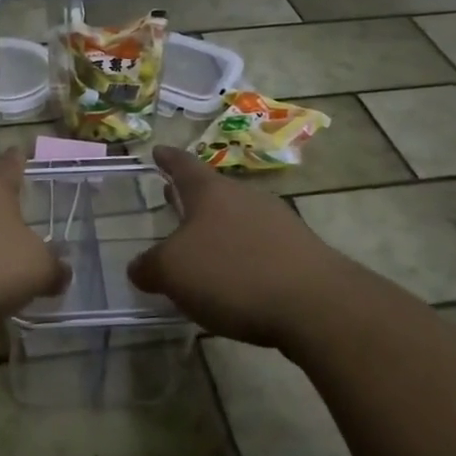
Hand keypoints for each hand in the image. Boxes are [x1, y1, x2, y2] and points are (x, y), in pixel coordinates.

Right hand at [128, 146, 363, 348]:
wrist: (316, 305)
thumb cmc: (232, 273)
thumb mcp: (173, 272)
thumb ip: (150, 267)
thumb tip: (139, 268)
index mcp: (211, 192)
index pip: (183, 165)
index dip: (167, 158)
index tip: (157, 150)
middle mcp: (245, 197)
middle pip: (213, 190)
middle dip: (191, 196)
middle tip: (170, 196)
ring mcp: (278, 221)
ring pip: (237, 216)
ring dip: (217, 226)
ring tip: (200, 242)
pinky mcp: (300, 251)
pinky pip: (259, 244)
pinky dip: (241, 252)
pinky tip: (235, 276)